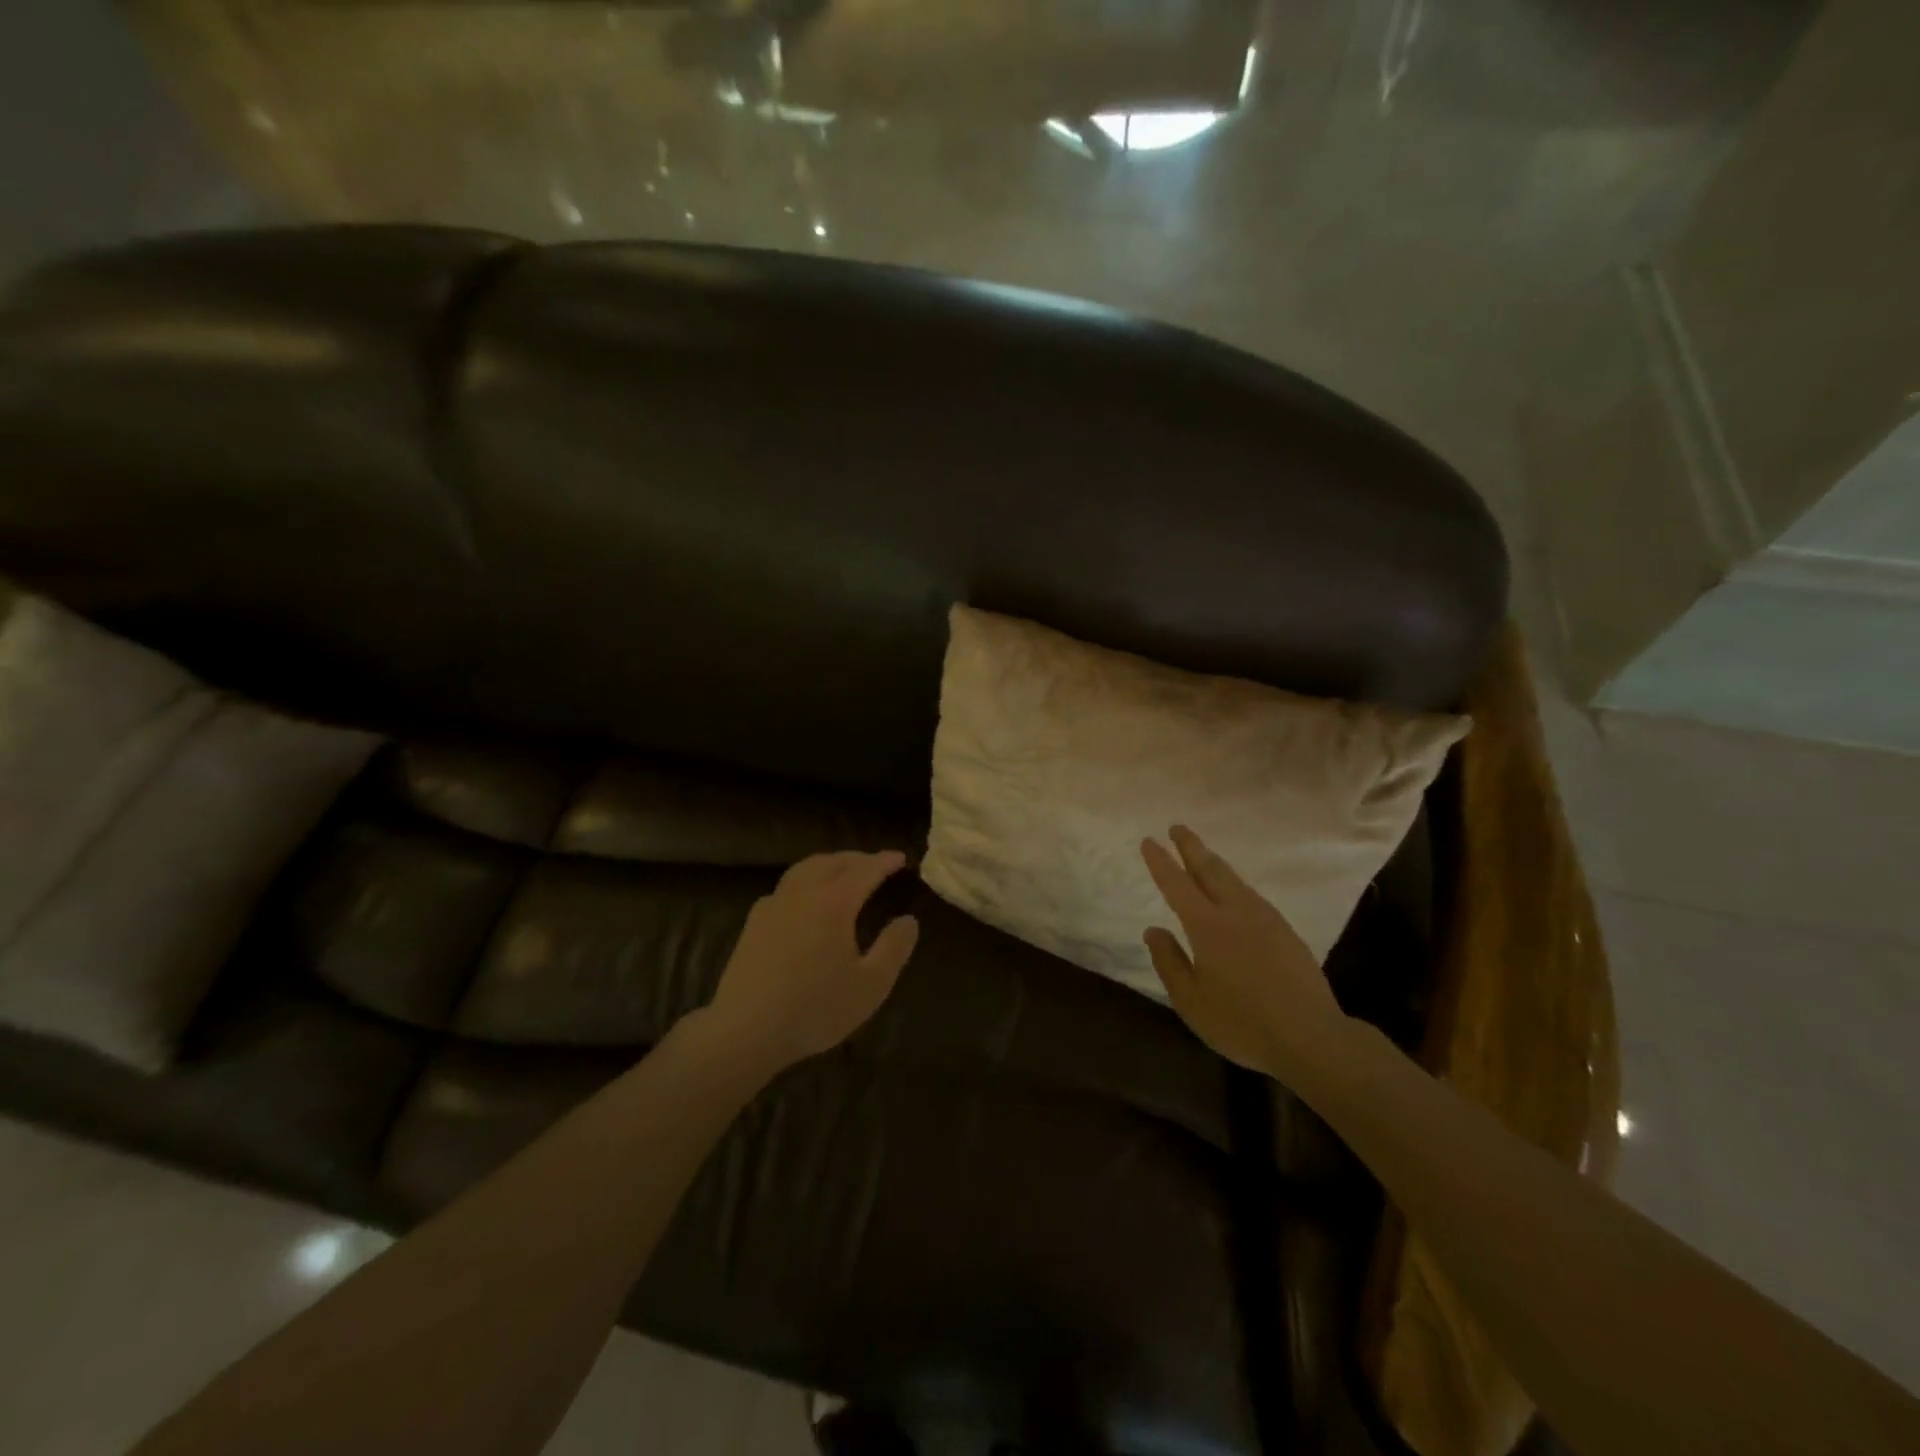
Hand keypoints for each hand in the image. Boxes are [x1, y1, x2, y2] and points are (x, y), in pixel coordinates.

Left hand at [703, 850, 918, 1075]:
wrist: (745, 1030)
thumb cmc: (815, 1009)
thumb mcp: (870, 986)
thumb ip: (894, 948)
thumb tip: (909, 920)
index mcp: (834, 903)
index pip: (865, 870)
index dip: (885, 862)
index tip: (901, 858)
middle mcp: (803, 893)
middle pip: (833, 862)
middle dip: (857, 858)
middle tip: (876, 863)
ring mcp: (774, 905)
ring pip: (805, 868)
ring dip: (829, 863)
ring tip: (843, 871)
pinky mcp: (754, 922)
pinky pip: (786, 886)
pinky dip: (805, 879)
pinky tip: (805, 897)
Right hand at [1140, 825, 1346, 1074]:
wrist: (1311, 1037)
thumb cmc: (1242, 1023)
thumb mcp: (1191, 1002)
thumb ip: (1169, 963)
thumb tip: (1153, 930)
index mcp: (1208, 926)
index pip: (1177, 884)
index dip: (1161, 861)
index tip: (1149, 841)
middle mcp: (1236, 912)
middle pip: (1210, 869)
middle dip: (1191, 846)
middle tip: (1177, 827)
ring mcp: (1265, 919)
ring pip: (1234, 879)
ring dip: (1213, 862)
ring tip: (1201, 855)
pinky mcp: (1285, 931)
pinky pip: (1251, 895)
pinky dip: (1233, 883)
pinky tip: (1234, 892)